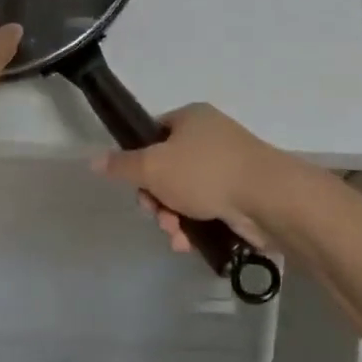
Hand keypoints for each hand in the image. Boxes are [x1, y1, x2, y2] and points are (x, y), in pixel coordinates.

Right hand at [92, 104, 298, 252]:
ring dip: (173, 216)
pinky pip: (207, 207)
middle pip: (168, 168)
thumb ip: (122, 166)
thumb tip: (94, 160)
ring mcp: (228, 165)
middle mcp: (210, 136)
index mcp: (191, 118)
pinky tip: (189, 243)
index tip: (137, 185)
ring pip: (186, 193)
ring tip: (175, 234)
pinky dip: (194, 225)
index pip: (154, 133)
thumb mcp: (154, 167)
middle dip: (157, 198)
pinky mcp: (240, 193)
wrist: (267, 198)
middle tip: (156, 214)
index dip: (140, 161)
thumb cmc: (205, 172)